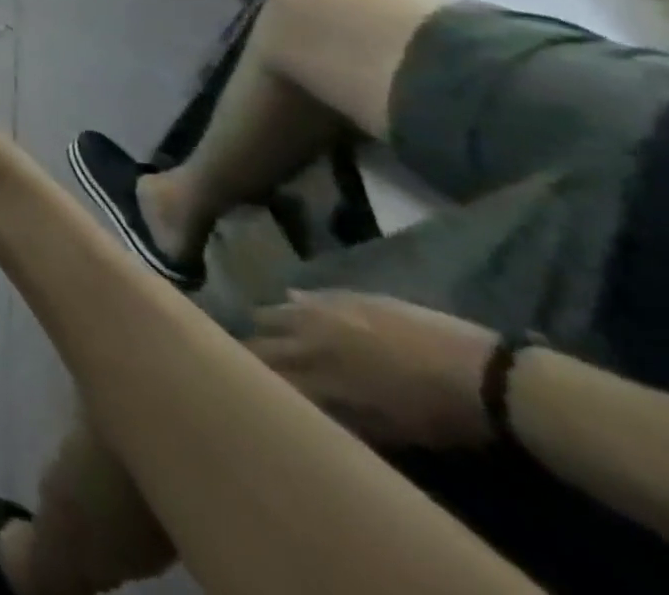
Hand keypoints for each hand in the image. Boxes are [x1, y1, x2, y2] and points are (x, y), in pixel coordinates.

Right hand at [248, 291, 496, 447]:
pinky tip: (295, 305)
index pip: (267, 373)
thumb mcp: (386, 428)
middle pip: (262, 340)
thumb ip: (337, 413)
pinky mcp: (340, 294)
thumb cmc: (437, 415)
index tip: (243, 382)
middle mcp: (308, 339)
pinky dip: (293, 303)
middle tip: (246, 357)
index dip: (253, 377)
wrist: (480, 373)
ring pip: (272, 312)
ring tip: (268, 330)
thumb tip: (301, 405)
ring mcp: (321, 311)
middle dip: (251, 349)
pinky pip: (300, 296)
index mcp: (318, 376)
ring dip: (268, 323)